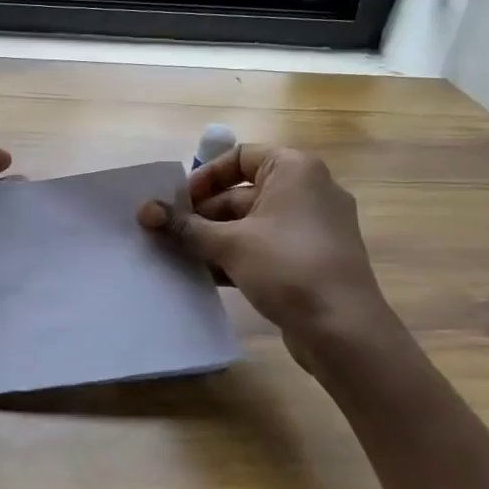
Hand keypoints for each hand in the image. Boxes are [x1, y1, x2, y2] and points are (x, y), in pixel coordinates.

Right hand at [138, 143, 389, 363]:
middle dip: (202, 214)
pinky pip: (265, 246)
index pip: (239, 157)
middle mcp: (307, 190)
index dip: (204, 177)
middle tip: (167, 234)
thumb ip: (184, 226)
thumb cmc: (287, 268)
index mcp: (294, 170)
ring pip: (251, 223)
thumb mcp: (229, 244)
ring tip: (178, 256)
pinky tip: (205, 275)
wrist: (344, 331)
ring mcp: (312, 227)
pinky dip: (236, 255)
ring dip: (214, 238)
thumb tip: (144, 210)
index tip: (177, 203)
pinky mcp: (310, 259)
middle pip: (241, 192)